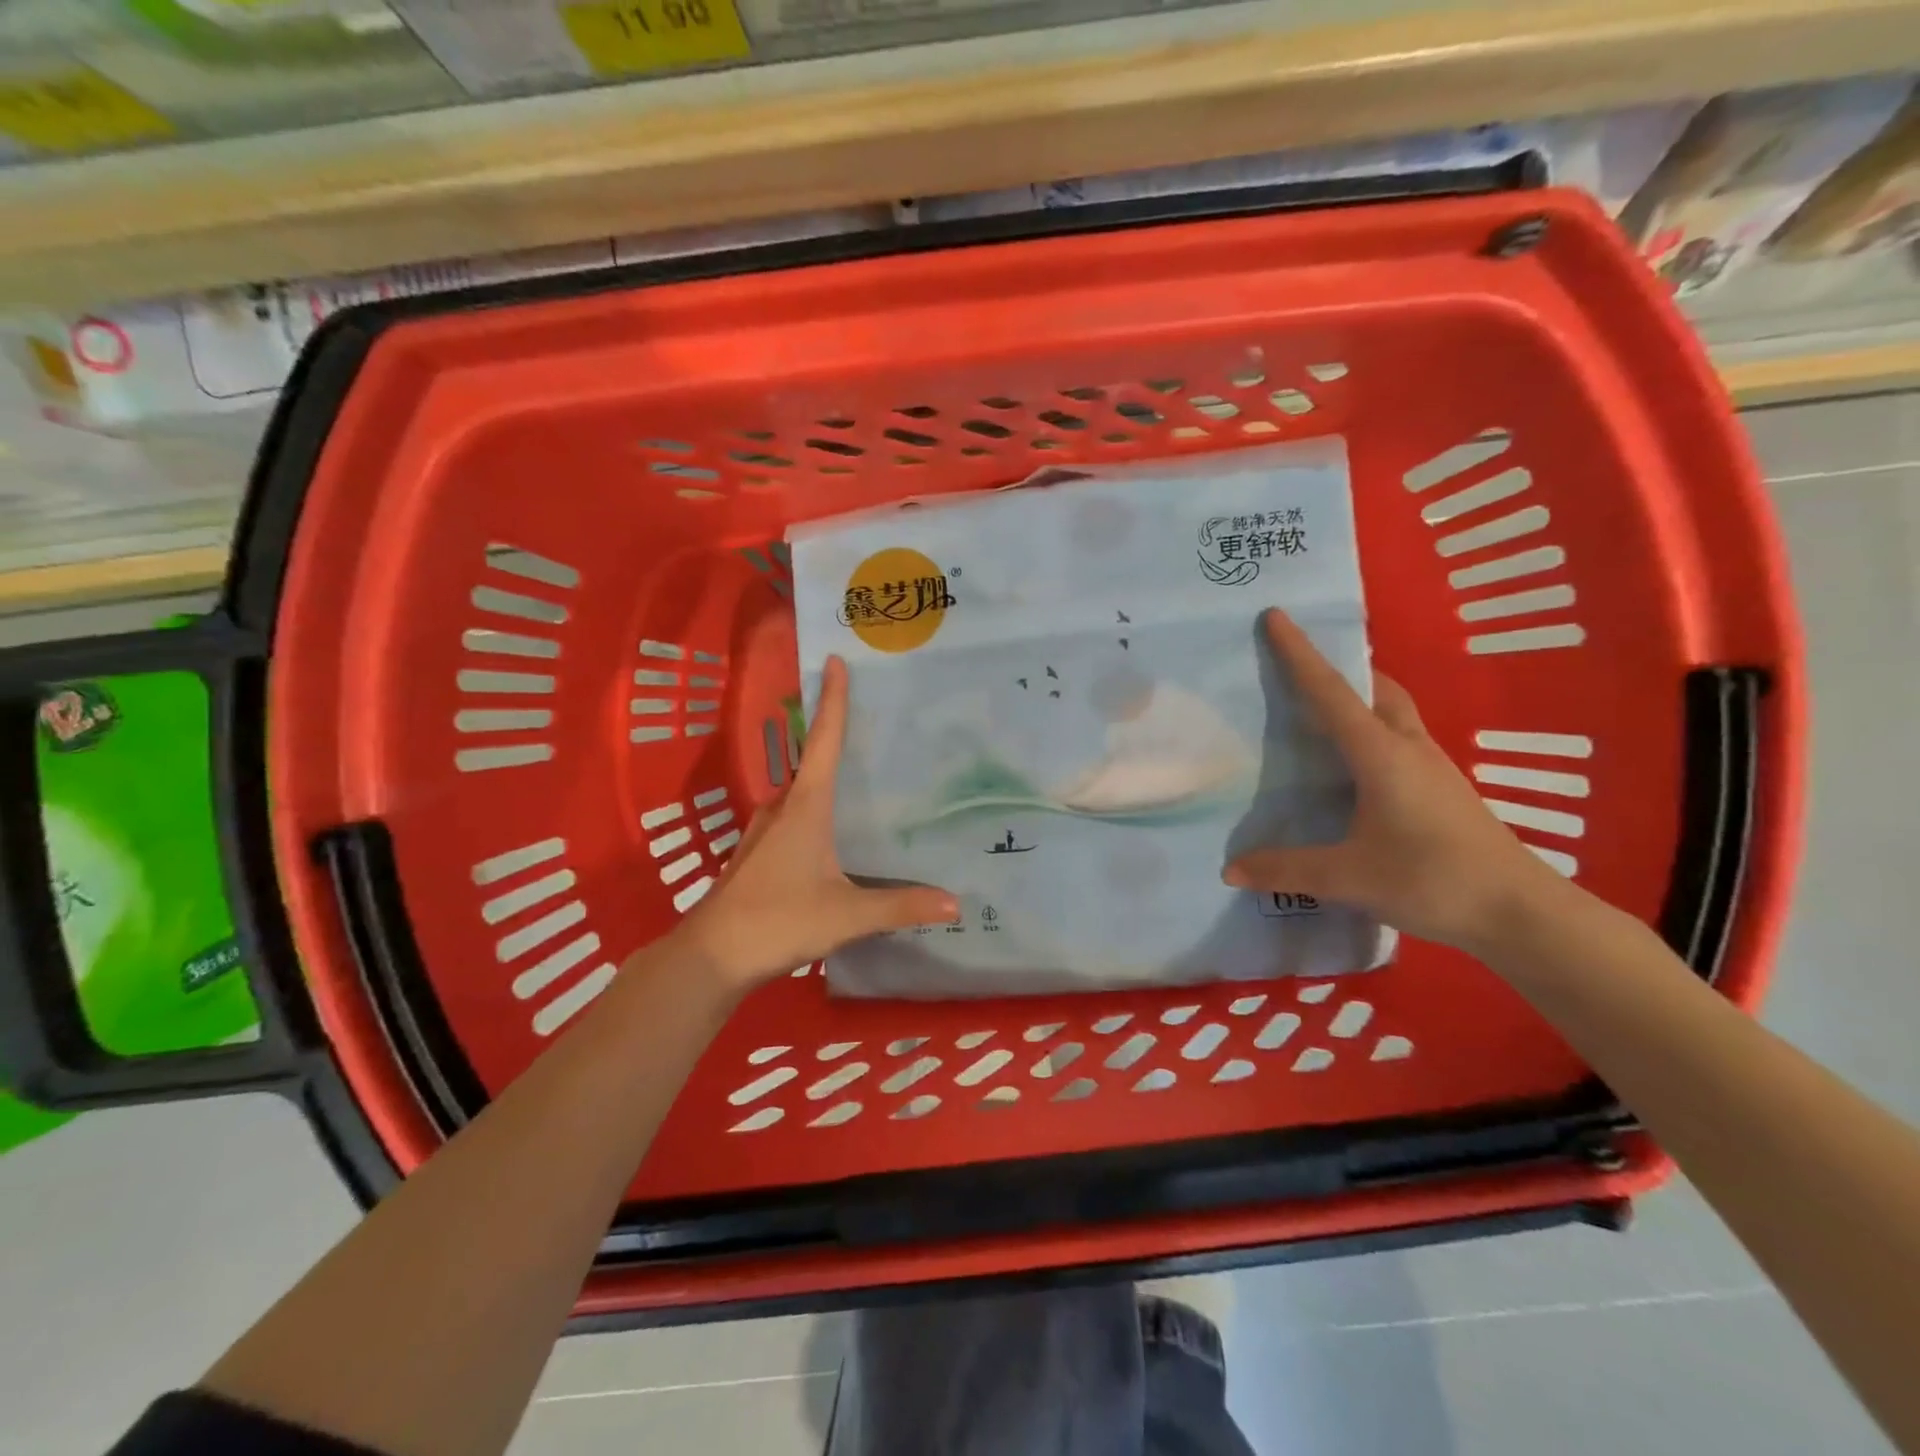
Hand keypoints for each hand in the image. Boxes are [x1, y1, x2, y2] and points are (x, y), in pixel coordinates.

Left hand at [672, 655, 959, 989]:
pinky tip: (832, 833)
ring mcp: (764, 831)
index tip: (835, 661)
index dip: (833, 701)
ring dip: (824, 778)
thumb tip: (956, 903)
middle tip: (872, 723)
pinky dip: (814, 810)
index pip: (823, 741)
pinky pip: (792, 817)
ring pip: (800, 793)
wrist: (710, 956)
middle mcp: (782, 808)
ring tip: (860, 778)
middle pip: (811, 761)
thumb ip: (900, 906)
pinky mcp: (757, 854)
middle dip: (835, 737)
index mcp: (805, 807)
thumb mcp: (847, 914)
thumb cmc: (778, 920)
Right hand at [1223, 609, 1565, 953]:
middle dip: (1341, 669)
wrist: (1521, 913)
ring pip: (1392, 714)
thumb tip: (1229, 869)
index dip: (1300, 654)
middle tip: (1302, 667)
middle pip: (1375, 690)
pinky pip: (1399, 741)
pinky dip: (1371, 733)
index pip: (1330, 693)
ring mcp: (1431, 768)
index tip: (1276, 616)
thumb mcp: (1350, 877)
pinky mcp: (1442, 791)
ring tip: (1321, 714)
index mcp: (1380, 754)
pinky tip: (1354, 768)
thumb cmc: (1433, 879)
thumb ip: (1287, 869)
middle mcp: (1407, 749)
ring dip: (1360, 700)